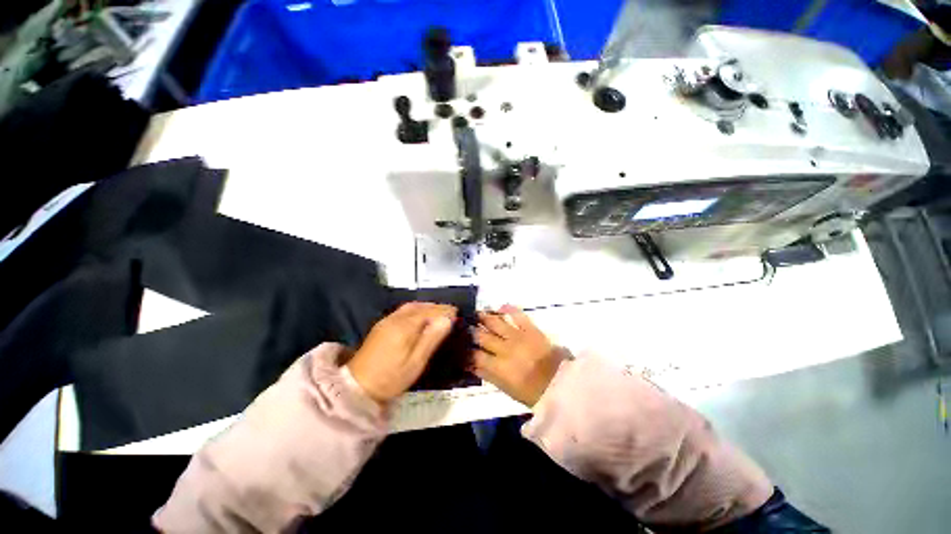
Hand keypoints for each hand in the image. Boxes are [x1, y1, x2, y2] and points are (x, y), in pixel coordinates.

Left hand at [347, 302, 456, 403]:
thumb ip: (432, 338)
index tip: (456, 312)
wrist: (357, 387)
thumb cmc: (391, 378)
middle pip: (420, 306)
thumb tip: (447, 319)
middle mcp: (395, 318)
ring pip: (411, 306)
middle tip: (450, 312)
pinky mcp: (381, 325)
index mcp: (405, 326)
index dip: (443, 310)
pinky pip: (403, 310)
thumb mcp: (416, 362)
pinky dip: (416, 309)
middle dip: (436, 306)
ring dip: (426, 306)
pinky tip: (420, 317)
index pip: (429, 311)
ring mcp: (386, 321)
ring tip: (438, 313)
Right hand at [471, 305, 563, 406]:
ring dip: (485, 317)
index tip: (459, 346)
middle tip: (466, 325)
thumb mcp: (506, 389)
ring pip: (496, 323)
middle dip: (471, 331)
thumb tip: (472, 364)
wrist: (561, 384)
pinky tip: (501, 306)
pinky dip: (509, 309)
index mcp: (498, 367)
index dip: (465, 351)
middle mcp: (504, 349)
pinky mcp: (531, 329)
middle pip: (482, 336)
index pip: (474, 356)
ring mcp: (518, 337)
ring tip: (477, 313)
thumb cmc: (533, 392)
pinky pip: (518, 315)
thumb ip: (488, 375)